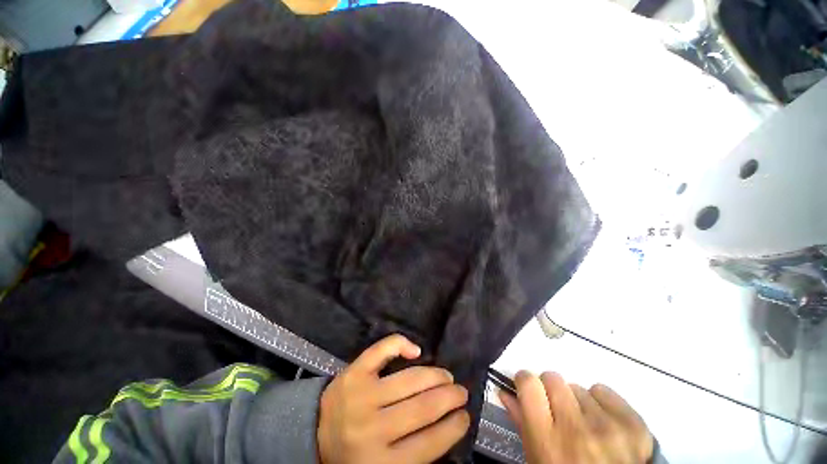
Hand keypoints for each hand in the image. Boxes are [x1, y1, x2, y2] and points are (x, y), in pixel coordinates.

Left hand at [318, 334, 469, 463]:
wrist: (315, 434)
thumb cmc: (354, 454)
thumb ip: (414, 453)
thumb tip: (447, 426)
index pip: (429, 444)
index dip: (453, 427)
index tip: (465, 417)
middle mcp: (372, 429)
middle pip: (422, 408)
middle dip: (449, 397)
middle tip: (460, 392)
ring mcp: (361, 396)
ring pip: (409, 379)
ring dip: (434, 375)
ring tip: (446, 376)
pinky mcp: (353, 373)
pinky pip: (382, 350)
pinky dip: (401, 344)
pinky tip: (416, 350)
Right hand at [499, 371, 652, 463]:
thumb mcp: (538, 460)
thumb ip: (521, 423)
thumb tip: (504, 391)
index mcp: (548, 440)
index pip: (529, 384)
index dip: (525, 381)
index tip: (527, 388)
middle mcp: (576, 429)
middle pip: (553, 378)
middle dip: (550, 390)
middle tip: (556, 409)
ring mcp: (608, 426)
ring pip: (578, 388)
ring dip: (576, 401)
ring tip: (584, 425)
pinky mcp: (634, 424)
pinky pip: (603, 392)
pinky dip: (599, 402)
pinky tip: (602, 423)